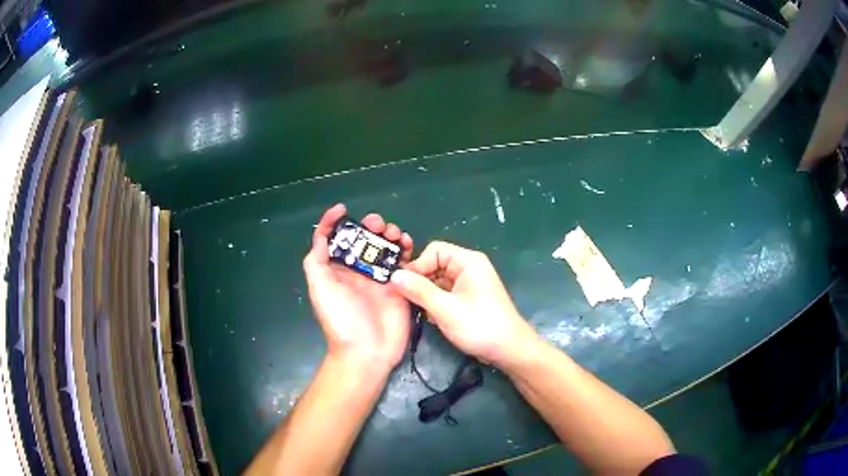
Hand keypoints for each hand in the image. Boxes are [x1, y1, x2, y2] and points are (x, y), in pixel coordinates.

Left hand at [303, 204, 413, 371]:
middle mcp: (358, 271)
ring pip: (385, 247)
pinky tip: (407, 245)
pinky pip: (404, 263)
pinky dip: (406, 250)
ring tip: (394, 234)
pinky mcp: (400, 286)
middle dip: (370, 226)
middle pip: (364, 240)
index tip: (343, 209)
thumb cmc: (340, 320)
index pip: (333, 240)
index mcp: (337, 270)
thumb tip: (321, 237)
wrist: (367, 352)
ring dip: (389, 234)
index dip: (334, 222)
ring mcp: (380, 278)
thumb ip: (316, 262)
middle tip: (378, 225)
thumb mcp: (320, 289)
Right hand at [389, 241, 539, 367]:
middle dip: (420, 281)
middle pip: (435, 264)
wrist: (509, 350)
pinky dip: (435, 301)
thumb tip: (393, 275)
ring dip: (426, 293)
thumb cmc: (480, 326)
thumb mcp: (445, 309)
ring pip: (438, 280)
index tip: (403, 286)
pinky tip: (430, 317)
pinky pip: (445, 292)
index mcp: (468, 261)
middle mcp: (469, 267)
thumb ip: (419, 291)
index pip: (434, 251)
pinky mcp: (468, 298)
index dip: (417, 265)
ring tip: (417, 310)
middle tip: (406, 300)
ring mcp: (470, 283)